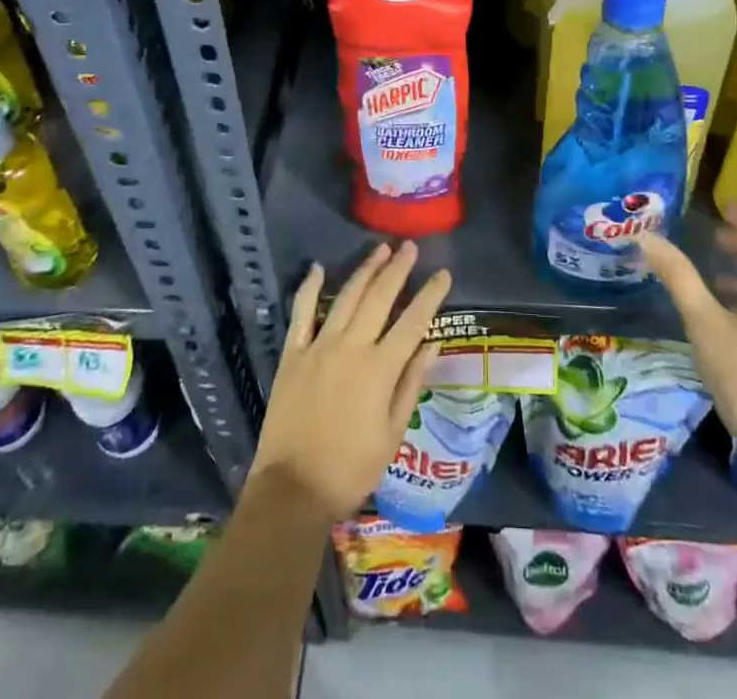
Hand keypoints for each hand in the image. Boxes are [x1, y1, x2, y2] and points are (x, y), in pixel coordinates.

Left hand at [250, 242, 452, 524]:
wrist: (292, 489)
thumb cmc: (351, 469)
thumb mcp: (392, 434)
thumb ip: (411, 384)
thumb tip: (433, 344)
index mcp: (379, 369)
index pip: (413, 322)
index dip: (430, 295)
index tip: (443, 273)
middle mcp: (351, 347)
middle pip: (379, 298)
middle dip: (398, 269)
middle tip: (411, 247)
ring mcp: (318, 346)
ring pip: (346, 297)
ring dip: (365, 270)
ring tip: (380, 249)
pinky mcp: (293, 353)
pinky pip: (301, 312)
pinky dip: (309, 288)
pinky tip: (319, 268)